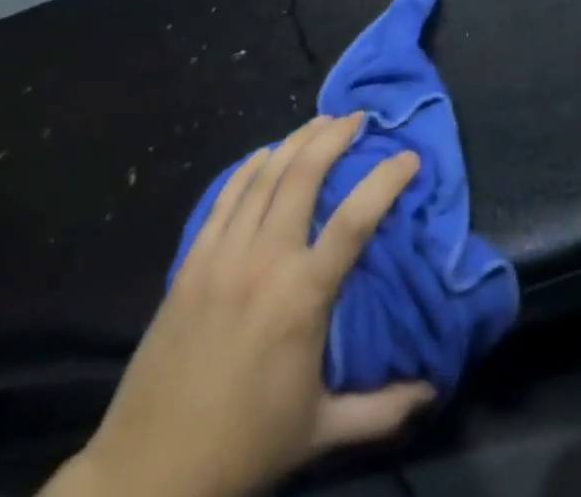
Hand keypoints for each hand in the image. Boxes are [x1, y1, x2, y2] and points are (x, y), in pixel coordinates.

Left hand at [49, 115, 434, 496]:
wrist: (147, 473)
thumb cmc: (243, 447)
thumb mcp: (321, 432)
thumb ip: (382, 410)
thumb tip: (433, 390)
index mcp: (302, 296)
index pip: (356, 218)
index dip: (386, 179)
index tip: (409, 156)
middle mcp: (264, 260)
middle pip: (304, 174)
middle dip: (334, 136)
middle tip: (358, 118)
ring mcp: (223, 255)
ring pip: (264, 175)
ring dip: (296, 140)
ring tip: (321, 121)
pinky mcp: (192, 261)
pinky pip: (225, 197)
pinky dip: (250, 167)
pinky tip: (265, 154)